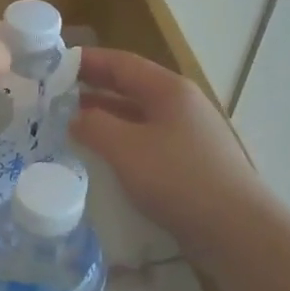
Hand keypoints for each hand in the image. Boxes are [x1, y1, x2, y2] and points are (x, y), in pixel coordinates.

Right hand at [71, 49, 266, 246]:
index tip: (53, 64)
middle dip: (93, 87)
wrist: (236, 230)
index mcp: (169, 90)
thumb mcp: (126, 149)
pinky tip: (103, 155)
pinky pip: (146, 140)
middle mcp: (181, 104)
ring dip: (105, 115)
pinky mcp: (189, 162)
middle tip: (54, 93)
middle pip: (130, 86)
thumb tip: (74, 117)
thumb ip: (94, 126)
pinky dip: (120, 140)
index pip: (121, 63)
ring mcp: (188, 134)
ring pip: (137, 115)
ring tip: (70, 122)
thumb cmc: (179, 179)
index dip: (86, 61)